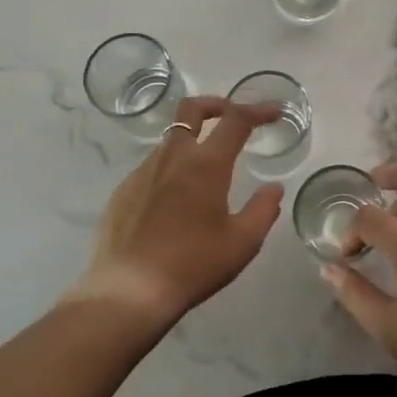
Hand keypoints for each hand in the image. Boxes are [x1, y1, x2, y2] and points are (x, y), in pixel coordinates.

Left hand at [72, 97, 283, 326]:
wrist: (128, 292)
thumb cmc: (192, 265)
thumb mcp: (242, 243)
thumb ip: (263, 209)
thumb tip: (273, 188)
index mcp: (206, 164)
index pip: (236, 120)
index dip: (258, 110)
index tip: (274, 112)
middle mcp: (173, 157)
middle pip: (192, 109)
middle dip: (216, 103)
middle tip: (232, 116)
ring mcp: (142, 172)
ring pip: (171, 139)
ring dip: (193, 141)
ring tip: (206, 170)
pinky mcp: (122, 191)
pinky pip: (152, 167)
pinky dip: (171, 169)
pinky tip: (175, 201)